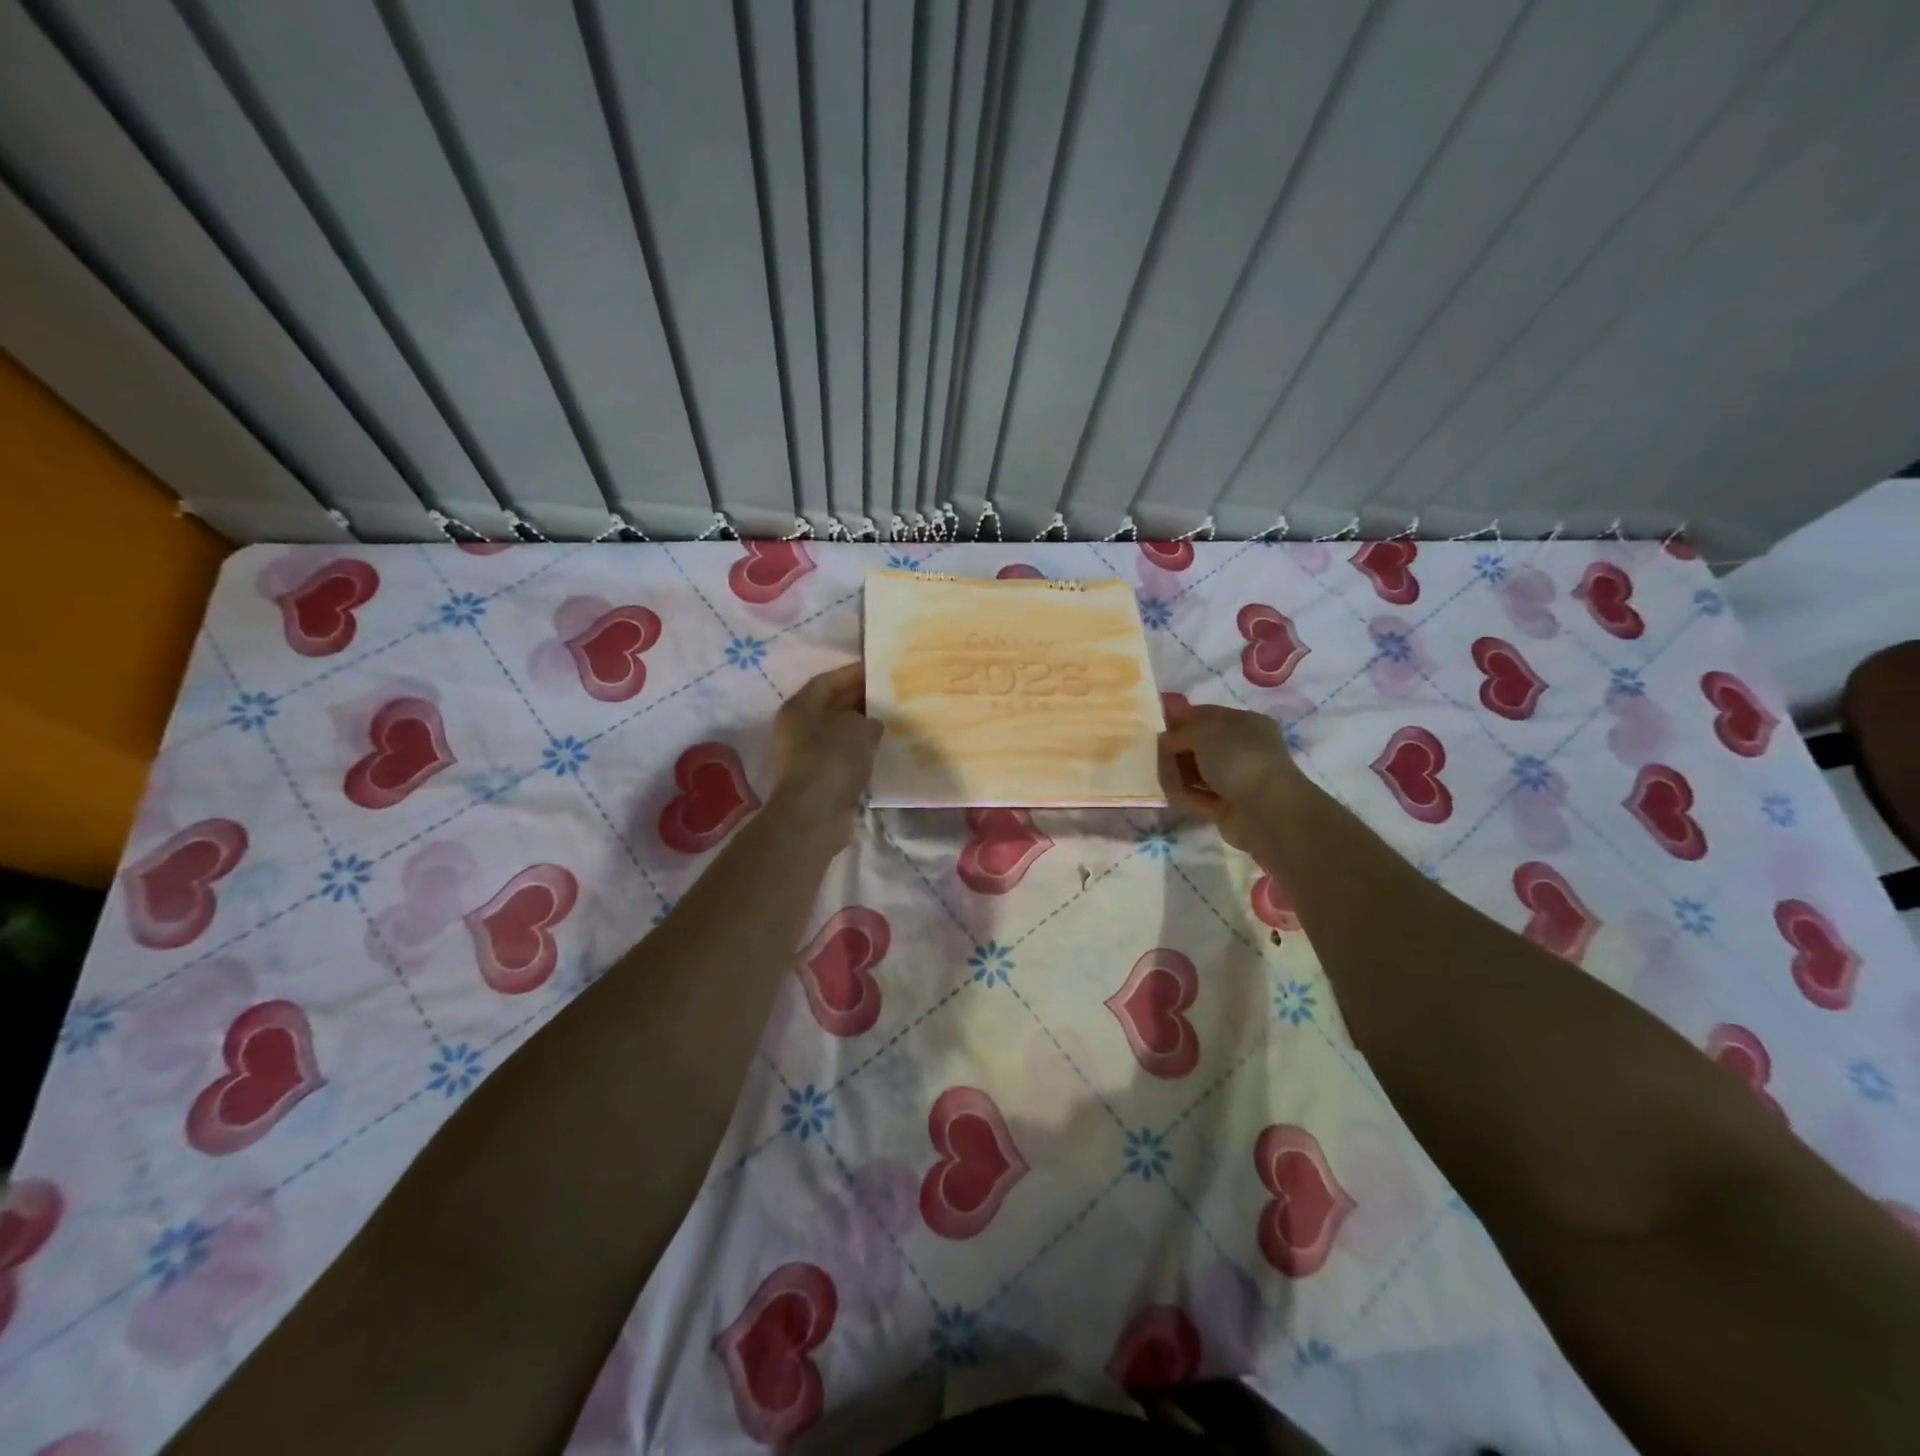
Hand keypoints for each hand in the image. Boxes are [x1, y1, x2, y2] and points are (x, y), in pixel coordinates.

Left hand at [769, 662, 883, 840]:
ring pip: (837, 733)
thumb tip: (871, 723)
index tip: (878, 669)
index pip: (828, 681)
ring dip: (860, 727)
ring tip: (890, 721)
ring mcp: (805, 756)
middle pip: (831, 706)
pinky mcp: (817, 779)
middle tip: (889, 694)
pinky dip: (858, 752)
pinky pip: (841, 756)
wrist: (814, 815)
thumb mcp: (858, 729)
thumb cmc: (832, 760)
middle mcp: (797, 728)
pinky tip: (880, 751)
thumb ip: (868, 719)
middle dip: (859, 699)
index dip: (852, 673)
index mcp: (800, 707)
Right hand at [1157, 699, 1302, 854]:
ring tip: (1155, 771)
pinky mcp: (1227, 806)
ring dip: (1177, 771)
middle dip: (1176, 746)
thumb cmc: (1238, 759)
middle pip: (1200, 744)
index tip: (1154, 721)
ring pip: (1198, 771)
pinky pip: (1198, 795)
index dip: (1180, 716)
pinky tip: (1168, 792)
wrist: (1266, 811)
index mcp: (1245, 723)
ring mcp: (1236, 779)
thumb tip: (1165, 740)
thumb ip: (1180, 733)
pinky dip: (1183, 793)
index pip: (1206, 714)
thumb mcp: (1203, 733)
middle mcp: (1243, 749)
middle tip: (1150, 749)